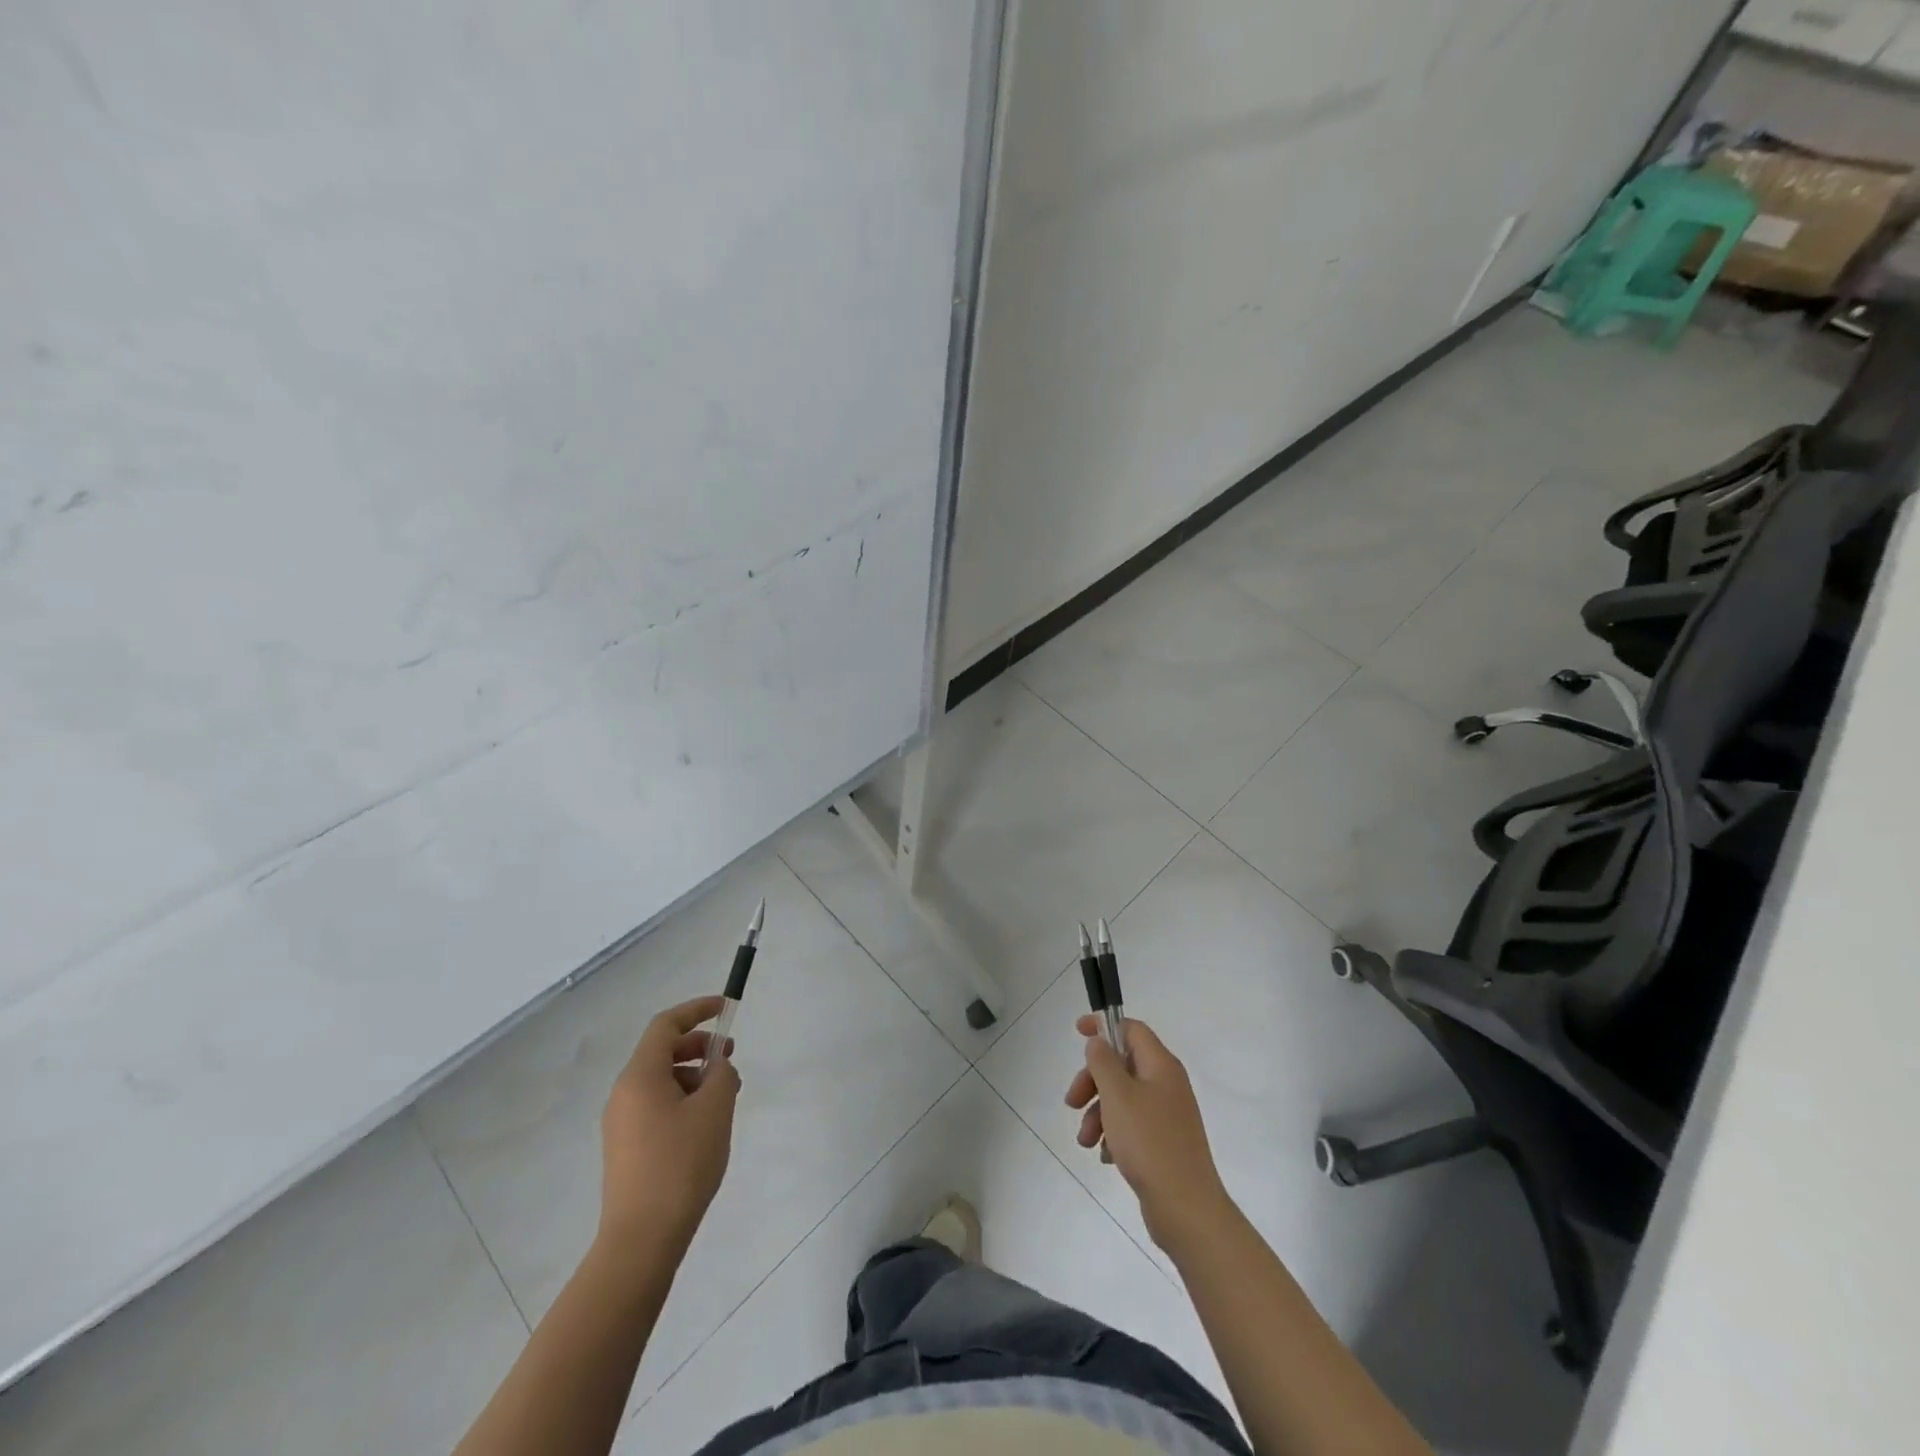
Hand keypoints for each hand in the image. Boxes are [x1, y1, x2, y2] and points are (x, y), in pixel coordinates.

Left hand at [597, 996, 740, 1262]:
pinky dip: (682, 1100)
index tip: (725, 1009)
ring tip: (724, 1098)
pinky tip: (705, 1125)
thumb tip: (718, 1068)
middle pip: (661, 1051)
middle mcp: (623, 1093)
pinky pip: (656, 1106)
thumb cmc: (680, 1164)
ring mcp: (621, 1122)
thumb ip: (722, 1075)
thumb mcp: (714, 1110)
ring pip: (660, 1080)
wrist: (641, 1239)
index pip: (666, 1025)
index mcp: (640, 1076)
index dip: (696, 1010)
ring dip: (693, 1076)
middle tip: (731, 1057)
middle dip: (699, 1046)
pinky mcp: (625, 1148)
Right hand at [1065, 1015, 1231, 1251]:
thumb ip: (1103, 1061)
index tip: (1077, 1033)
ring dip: (1098, 1113)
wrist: (1186, 1208)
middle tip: (1072, 1102)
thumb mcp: (1117, 1095)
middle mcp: (1167, 1085)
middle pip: (1122, 1065)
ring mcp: (1167, 1115)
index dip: (1103, 1026)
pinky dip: (1114, 1135)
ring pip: (1123, 1098)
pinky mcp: (1164, 1143)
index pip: (1131, 1029)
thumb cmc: (1149, 1142)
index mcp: (1161, 1066)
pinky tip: (1106, 1156)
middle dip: (1092, 1081)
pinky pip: (1131, 1126)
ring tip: (1085, 1141)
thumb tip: (1099, 1041)